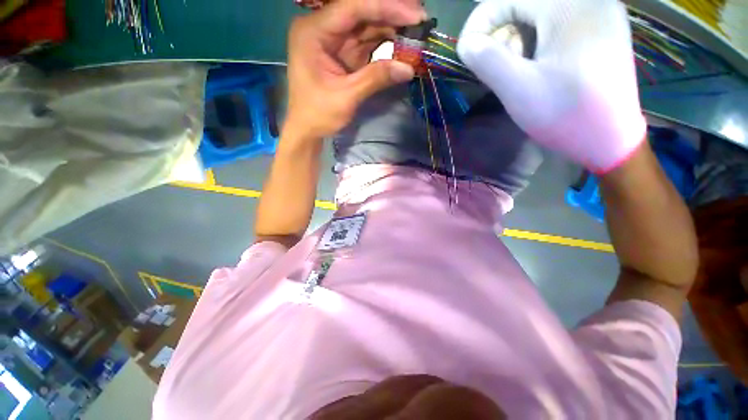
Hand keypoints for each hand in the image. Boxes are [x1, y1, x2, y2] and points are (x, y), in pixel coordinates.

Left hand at [285, 0, 425, 139]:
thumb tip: (408, 69)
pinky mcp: (343, 53)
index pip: (353, 7)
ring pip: (366, 24)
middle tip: (421, 19)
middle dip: (391, 14)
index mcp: (314, 32)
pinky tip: (401, 44)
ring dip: (391, 28)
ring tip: (416, 32)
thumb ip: (375, 78)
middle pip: (361, 11)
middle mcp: (323, 28)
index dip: (386, 8)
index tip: (416, 14)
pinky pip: (367, 41)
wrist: (307, 129)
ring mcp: (333, 40)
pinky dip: (385, 43)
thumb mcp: (346, 97)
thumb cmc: (318, 114)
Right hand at [457, 0, 646, 173]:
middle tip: (499, 69)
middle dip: (501, 35)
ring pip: (539, 15)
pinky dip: (535, 42)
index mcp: (570, 5)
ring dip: (517, 41)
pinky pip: (556, 24)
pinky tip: (535, 67)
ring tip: (517, 72)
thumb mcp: (517, 89)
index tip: (467, 53)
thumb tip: (467, 43)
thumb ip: (487, 60)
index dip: (480, 23)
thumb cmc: (564, 114)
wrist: (609, 139)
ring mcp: (599, 12)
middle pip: (525, 5)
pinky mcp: (601, 29)